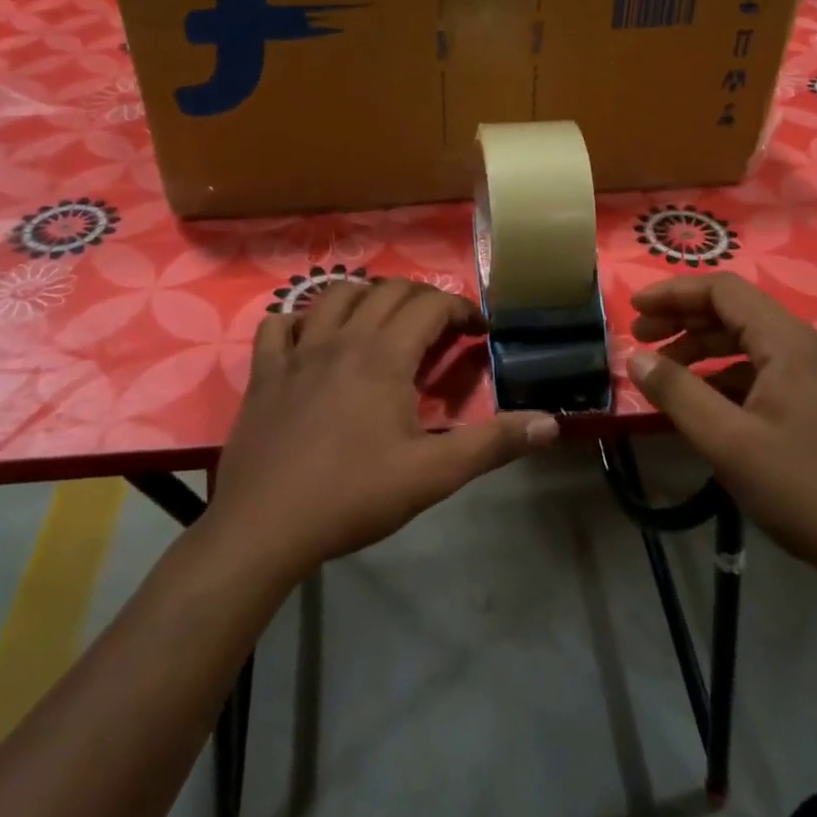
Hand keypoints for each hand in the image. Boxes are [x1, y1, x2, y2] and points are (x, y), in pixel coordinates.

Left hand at [207, 278, 558, 579]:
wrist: (264, 526)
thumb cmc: (353, 496)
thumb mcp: (433, 474)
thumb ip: (493, 444)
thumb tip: (552, 423)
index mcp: (384, 355)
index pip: (430, 305)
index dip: (460, 309)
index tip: (478, 329)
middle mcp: (341, 339)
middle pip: (387, 290)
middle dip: (422, 298)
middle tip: (440, 327)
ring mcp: (297, 352)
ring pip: (333, 295)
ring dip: (366, 296)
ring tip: (383, 321)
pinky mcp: (265, 372)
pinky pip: (278, 325)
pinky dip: (301, 320)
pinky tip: (312, 338)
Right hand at [625, 273, 816, 585]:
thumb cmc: (800, 488)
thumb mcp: (726, 441)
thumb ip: (676, 392)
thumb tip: (635, 358)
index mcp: (790, 343)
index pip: (724, 291)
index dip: (674, 293)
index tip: (634, 311)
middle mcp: (808, 346)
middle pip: (736, 311)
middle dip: (683, 320)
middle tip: (640, 341)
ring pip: (750, 341)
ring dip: (703, 347)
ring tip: (663, 370)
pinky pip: (765, 368)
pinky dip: (727, 373)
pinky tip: (703, 399)